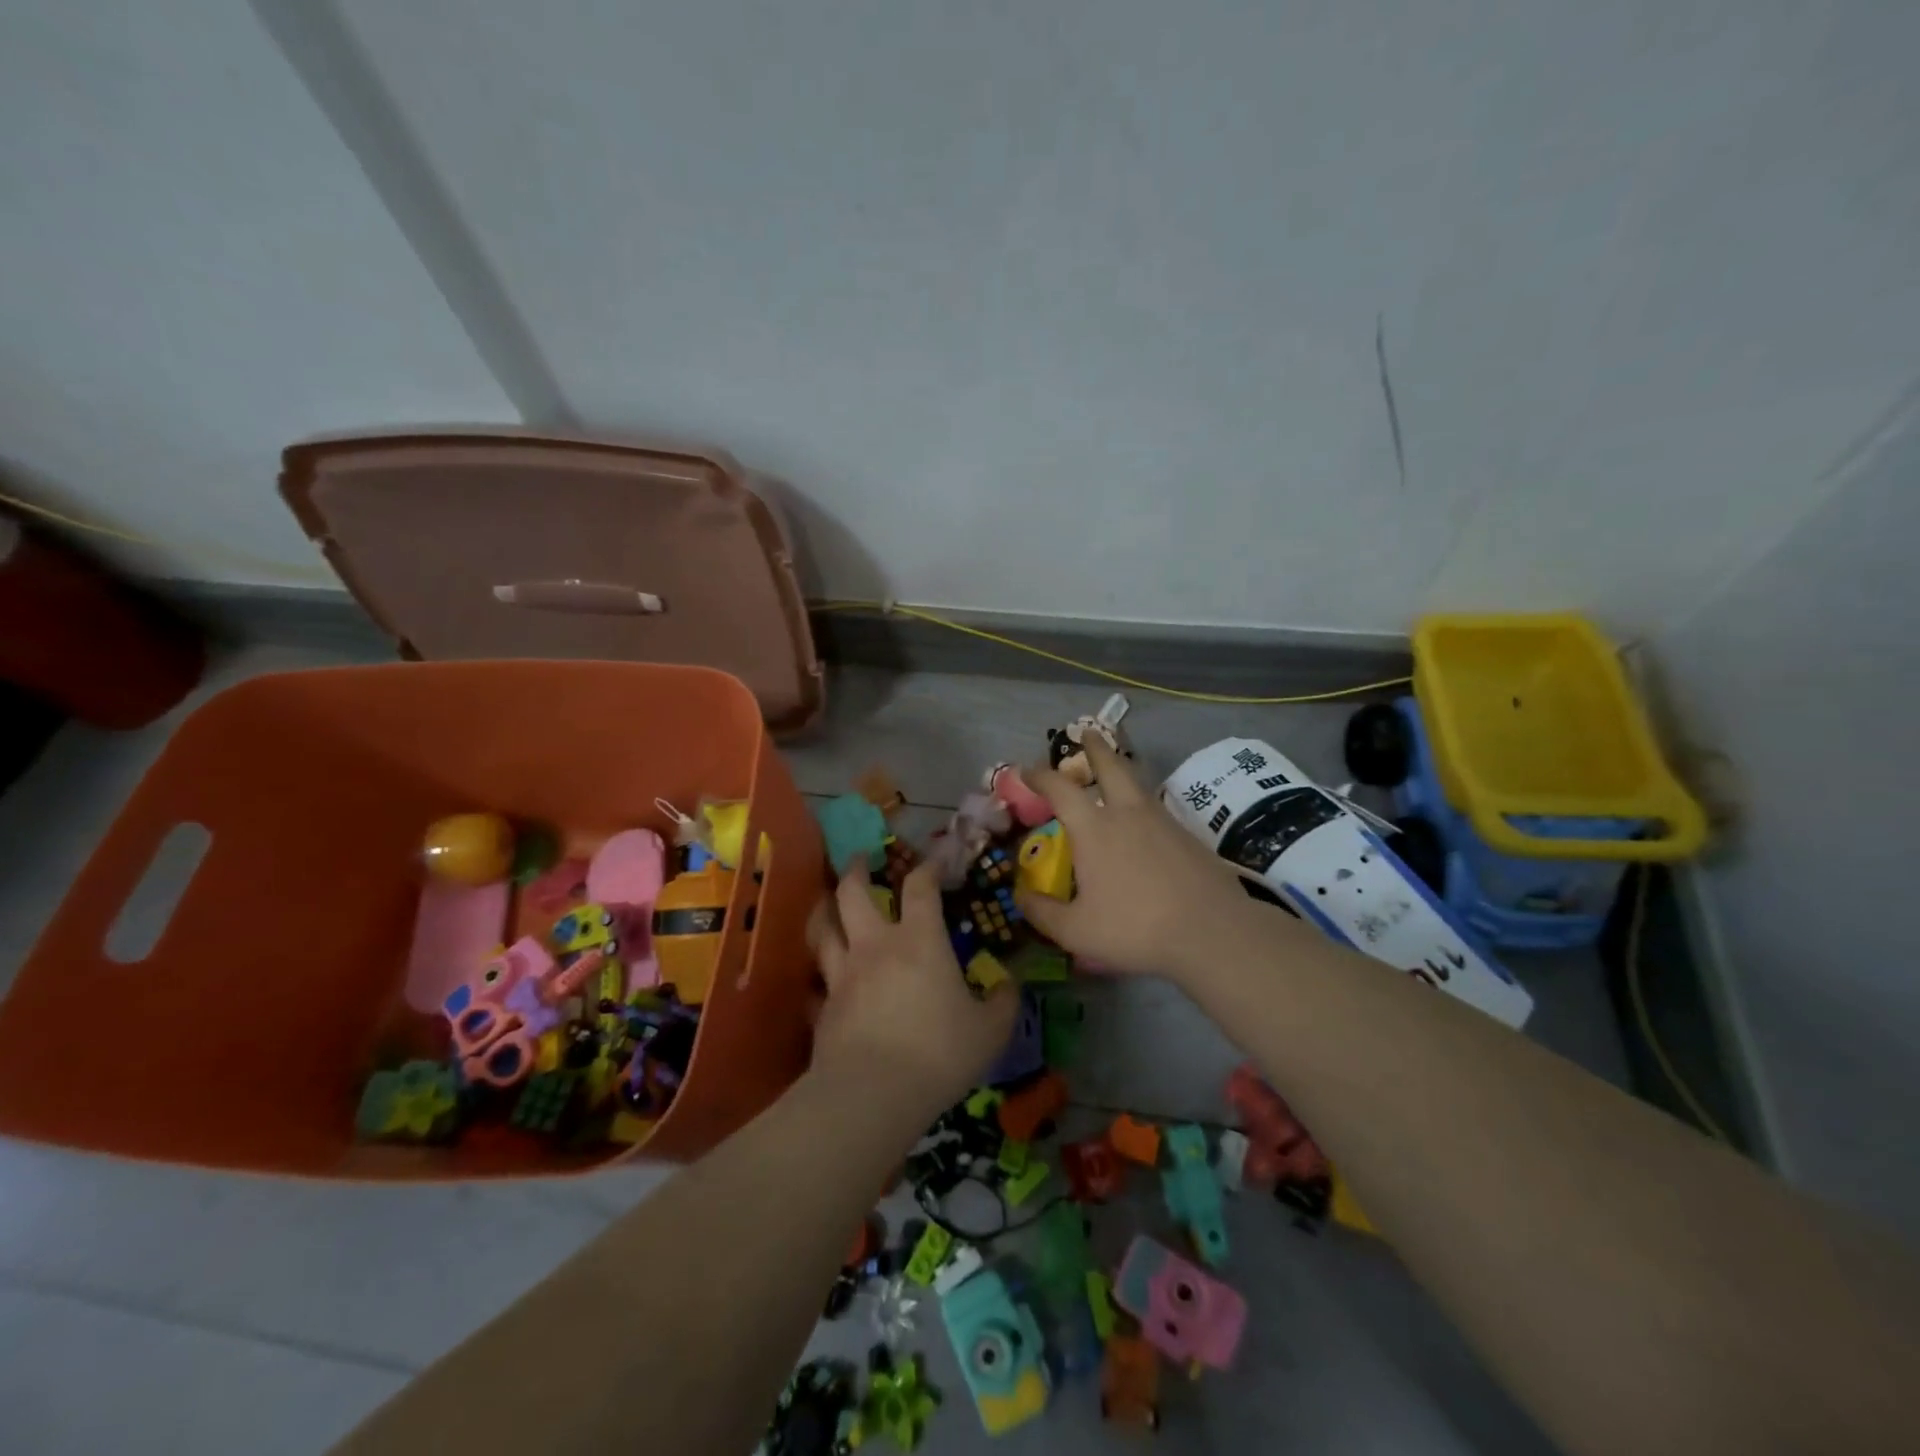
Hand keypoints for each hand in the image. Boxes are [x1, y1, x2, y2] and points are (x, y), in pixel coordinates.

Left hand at [807, 862, 1016, 1116]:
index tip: (935, 861)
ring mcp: (842, 975)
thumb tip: (1011, 984)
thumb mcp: (990, 1031)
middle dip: (856, 870)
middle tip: (859, 859)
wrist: (873, 1094)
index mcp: (919, 941)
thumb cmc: (939, 1053)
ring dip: (824, 909)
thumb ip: (1004, 1003)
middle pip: (853, 892)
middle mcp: (875, 946)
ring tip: (827, 902)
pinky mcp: (822, 1008)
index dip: (928, 867)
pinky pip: (815, 982)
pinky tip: (820, 982)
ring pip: (823, 929)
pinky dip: (818, 977)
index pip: (921, 887)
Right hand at [1015, 735, 1257, 978]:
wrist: (1211, 930)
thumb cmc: (1135, 927)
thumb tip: (1021, 896)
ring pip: (1138, 783)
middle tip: (1088, 732)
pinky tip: (1143, 821)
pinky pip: (1157, 808)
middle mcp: (1127, 813)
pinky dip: (1142, 802)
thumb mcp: (1076, 931)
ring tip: (1115, 769)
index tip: (1026, 770)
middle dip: (1095, 747)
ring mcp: (1162, 821)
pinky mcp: (1187, 836)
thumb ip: (1042, 913)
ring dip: (1122, 769)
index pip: (1060, 789)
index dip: (1040, 776)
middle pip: (1110, 766)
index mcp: (1094, 829)